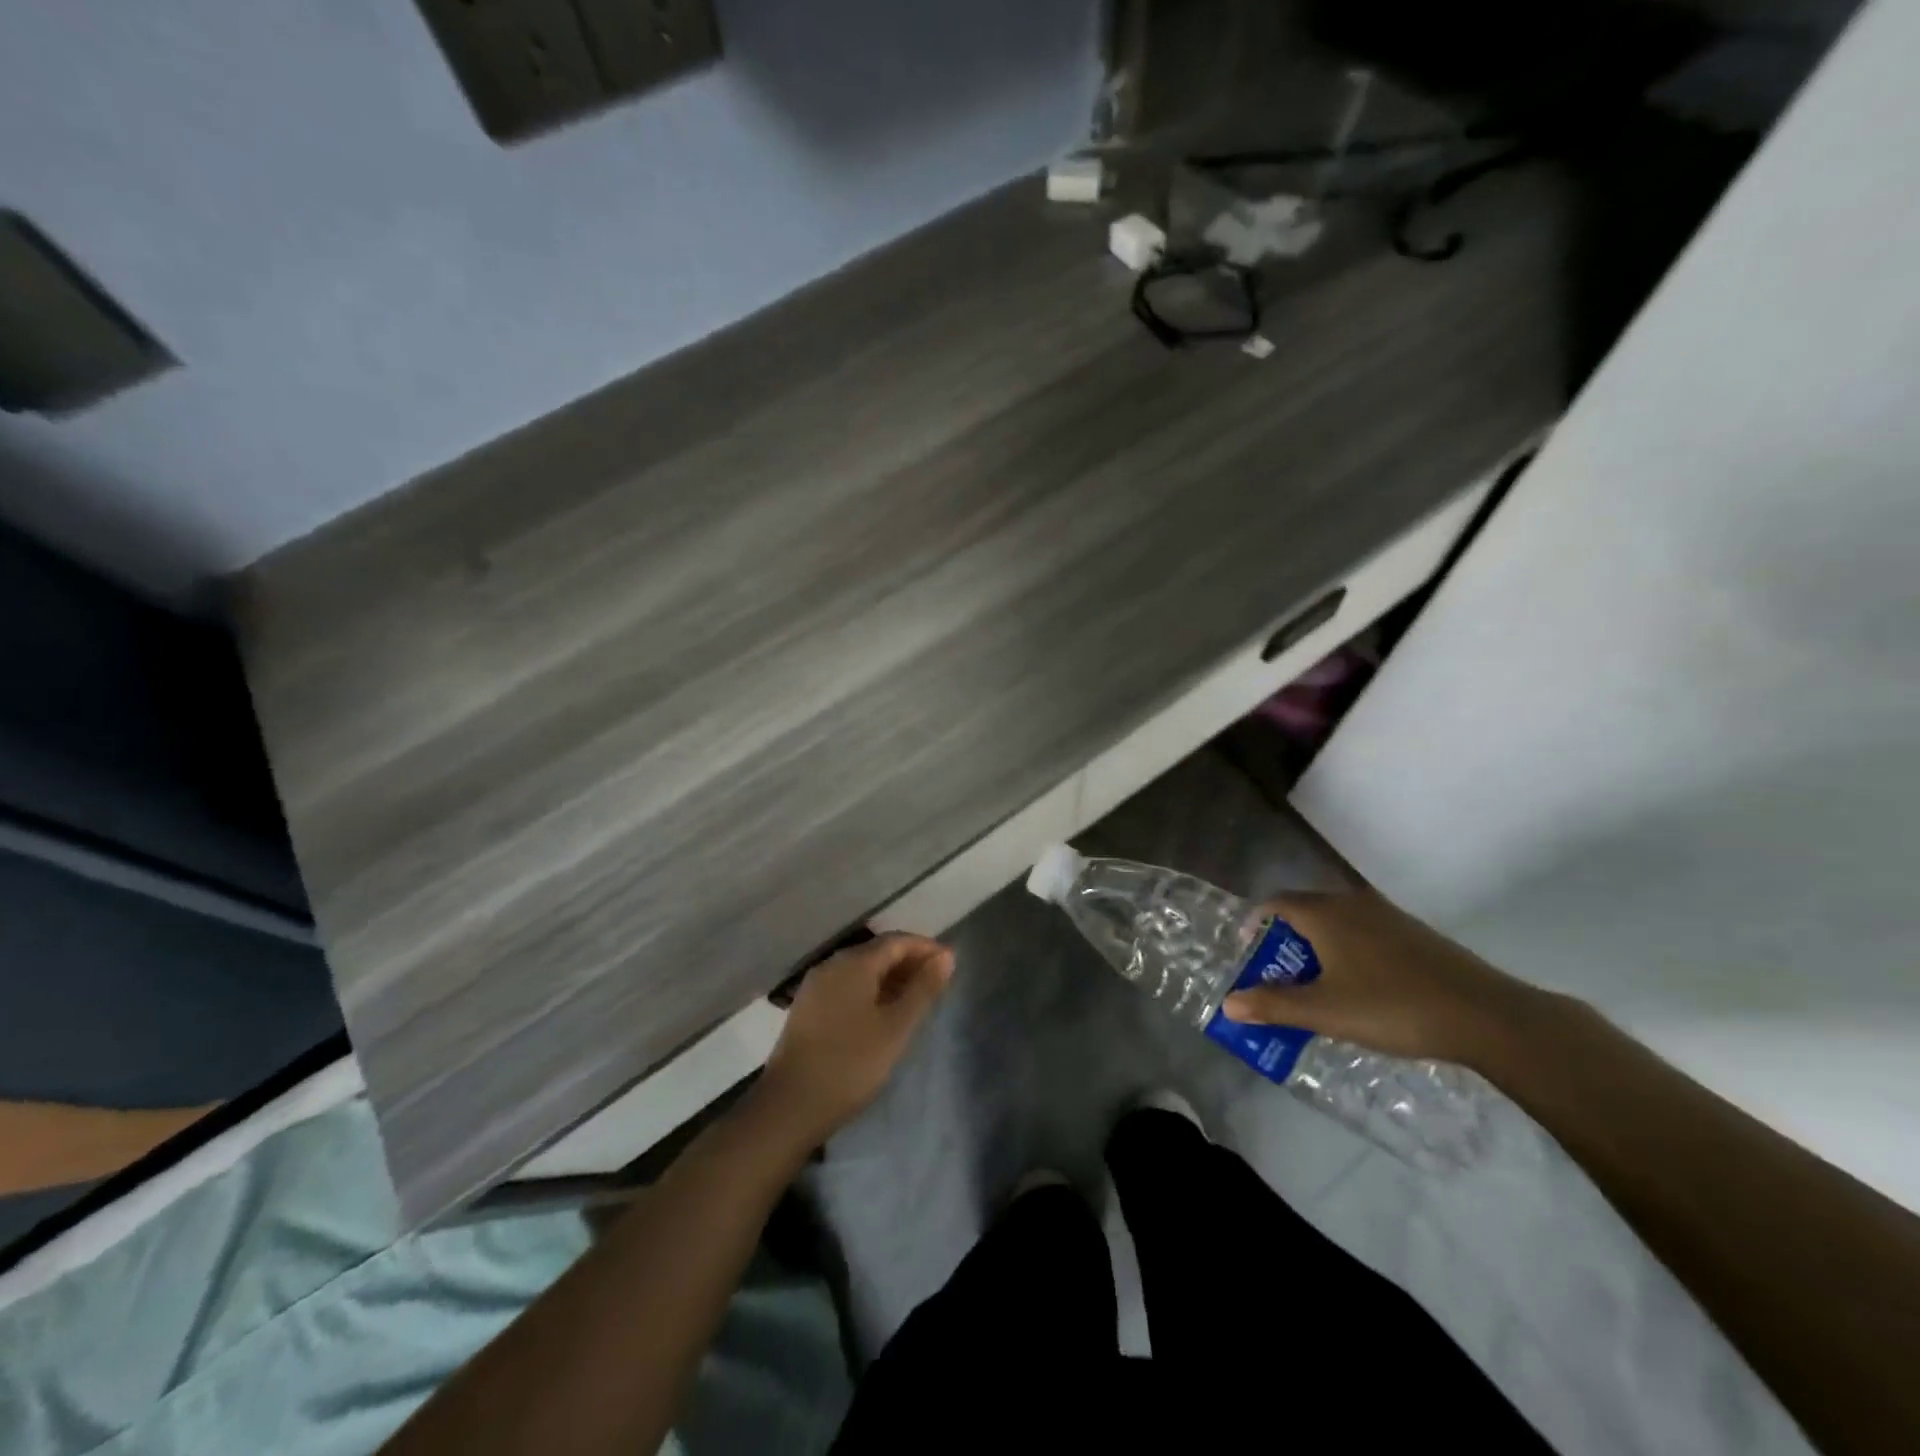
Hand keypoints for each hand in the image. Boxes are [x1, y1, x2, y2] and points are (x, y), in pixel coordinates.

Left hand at [756, 933, 954, 1145]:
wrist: (789, 1106)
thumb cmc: (851, 1063)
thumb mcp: (896, 1027)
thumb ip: (923, 989)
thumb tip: (946, 956)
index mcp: (854, 963)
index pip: (896, 941)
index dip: (925, 948)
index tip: (950, 963)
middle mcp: (832, 965)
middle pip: (877, 952)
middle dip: (909, 962)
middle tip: (937, 982)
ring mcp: (816, 986)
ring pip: (861, 970)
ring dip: (890, 978)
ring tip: (916, 999)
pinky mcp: (807, 1008)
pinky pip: (846, 986)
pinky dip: (870, 991)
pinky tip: (883, 1013)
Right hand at [1220, 890, 1550, 1066]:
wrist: (1487, 1015)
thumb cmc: (1392, 1007)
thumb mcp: (1325, 1012)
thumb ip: (1274, 1005)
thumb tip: (1228, 1004)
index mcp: (1325, 914)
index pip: (1275, 903)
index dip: (1254, 924)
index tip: (1247, 952)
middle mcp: (1352, 904)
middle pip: (1305, 911)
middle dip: (1285, 942)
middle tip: (1278, 977)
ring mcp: (1388, 916)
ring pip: (1338, 923)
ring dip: (1318, 948)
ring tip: (1316, 986)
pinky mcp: (1415, 934)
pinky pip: (1365, 934)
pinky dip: (1349, 952)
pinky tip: (1362, 989)